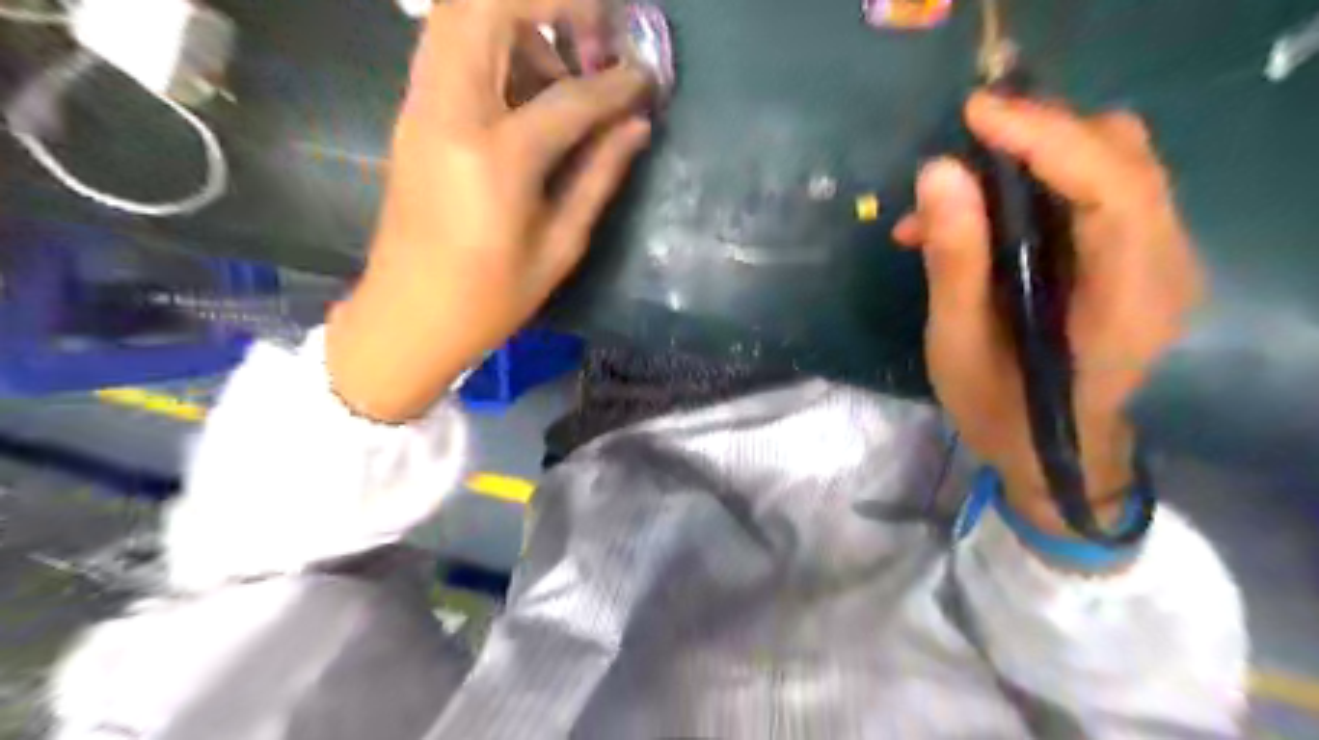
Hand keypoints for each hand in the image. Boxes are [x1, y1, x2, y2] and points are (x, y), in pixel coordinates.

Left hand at [328, 1, 650, 422]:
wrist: (408, 315)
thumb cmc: (490, 298)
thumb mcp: (559, 246)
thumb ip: (599, 176)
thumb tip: (637, 124)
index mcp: (495, 159)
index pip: (569, 96)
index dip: (617, 84)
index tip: (647, 79)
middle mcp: (449, 111)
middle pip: (488, 6)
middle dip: (552, 1)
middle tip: (598, 32)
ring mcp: (421, 105)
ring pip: (458, 12)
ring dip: (518, 16)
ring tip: (565, 60)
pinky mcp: (412, 112)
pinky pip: (448, 43)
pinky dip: (492, 39)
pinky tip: (528, 80)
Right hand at [896, 93, 1201, 533]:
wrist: (1056, 456)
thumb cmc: (1004, 413)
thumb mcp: (959, 345)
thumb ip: (953, 260)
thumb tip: (936, 172)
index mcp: (1129, 295)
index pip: (1111, 183)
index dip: (1045, 136)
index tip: (975, 114)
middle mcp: (1163, 262)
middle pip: (1121, 156)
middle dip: (1039, 135)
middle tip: (964, 143)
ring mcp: (1154, 258)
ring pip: (1108, 167)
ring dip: (1031, 160)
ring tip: (953, 192)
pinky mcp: (1130, 259)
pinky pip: (1091, 195)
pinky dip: (1032, 189)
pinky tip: (970, 220)